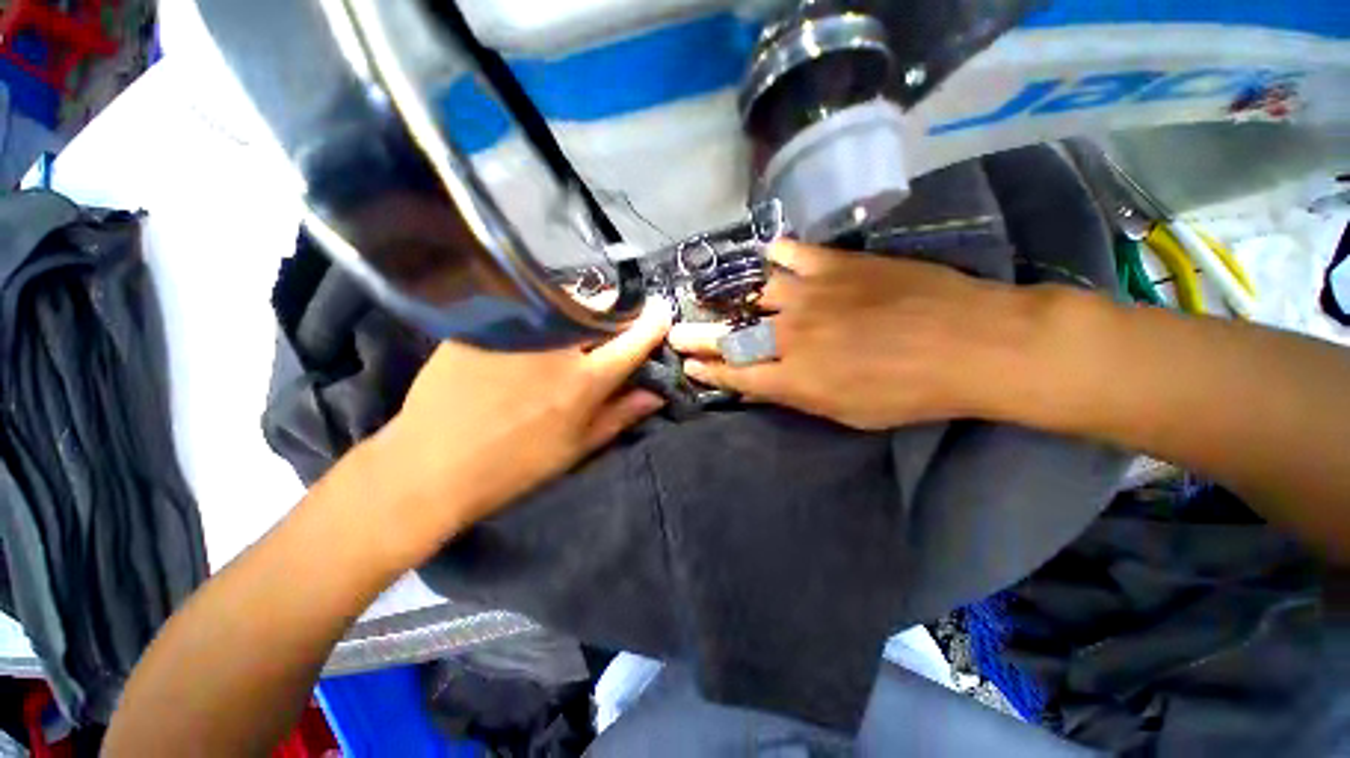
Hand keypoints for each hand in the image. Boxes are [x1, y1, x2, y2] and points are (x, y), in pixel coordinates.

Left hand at [356, 298, 672, 563]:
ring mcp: (519, 327)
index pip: (634, 339)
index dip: (654, 324)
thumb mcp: (577, 447)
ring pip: (568, 301)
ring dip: (583, 310)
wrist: (430, 464)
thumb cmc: (514, 465)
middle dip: (617, 314)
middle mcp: (558, 345)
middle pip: (603, 309)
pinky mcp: (485, 321)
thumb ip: (622, 415)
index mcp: (585, 380)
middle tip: (612, 328)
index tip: (662, 313)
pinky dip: (545, 310)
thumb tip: (657, 394)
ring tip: (576, 327)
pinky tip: (536, 328)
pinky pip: (529, 304)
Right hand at [670, 242, 1033, 429]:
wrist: (971, 344)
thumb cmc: (909, 392)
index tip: (688, 364)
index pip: (734, 374)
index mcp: (794, 378)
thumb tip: (764, 382)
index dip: (707, 369)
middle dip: (696, 336)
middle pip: (729, 335)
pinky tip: (766, 258)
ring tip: (711, 292)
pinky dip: (773, 255)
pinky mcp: (834, 265)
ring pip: (752, 292)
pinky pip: (789, 254)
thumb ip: (798, 395)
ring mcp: (810, 295)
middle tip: (674, 331)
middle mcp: (790, 336)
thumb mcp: (847, 414)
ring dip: (726, 296)